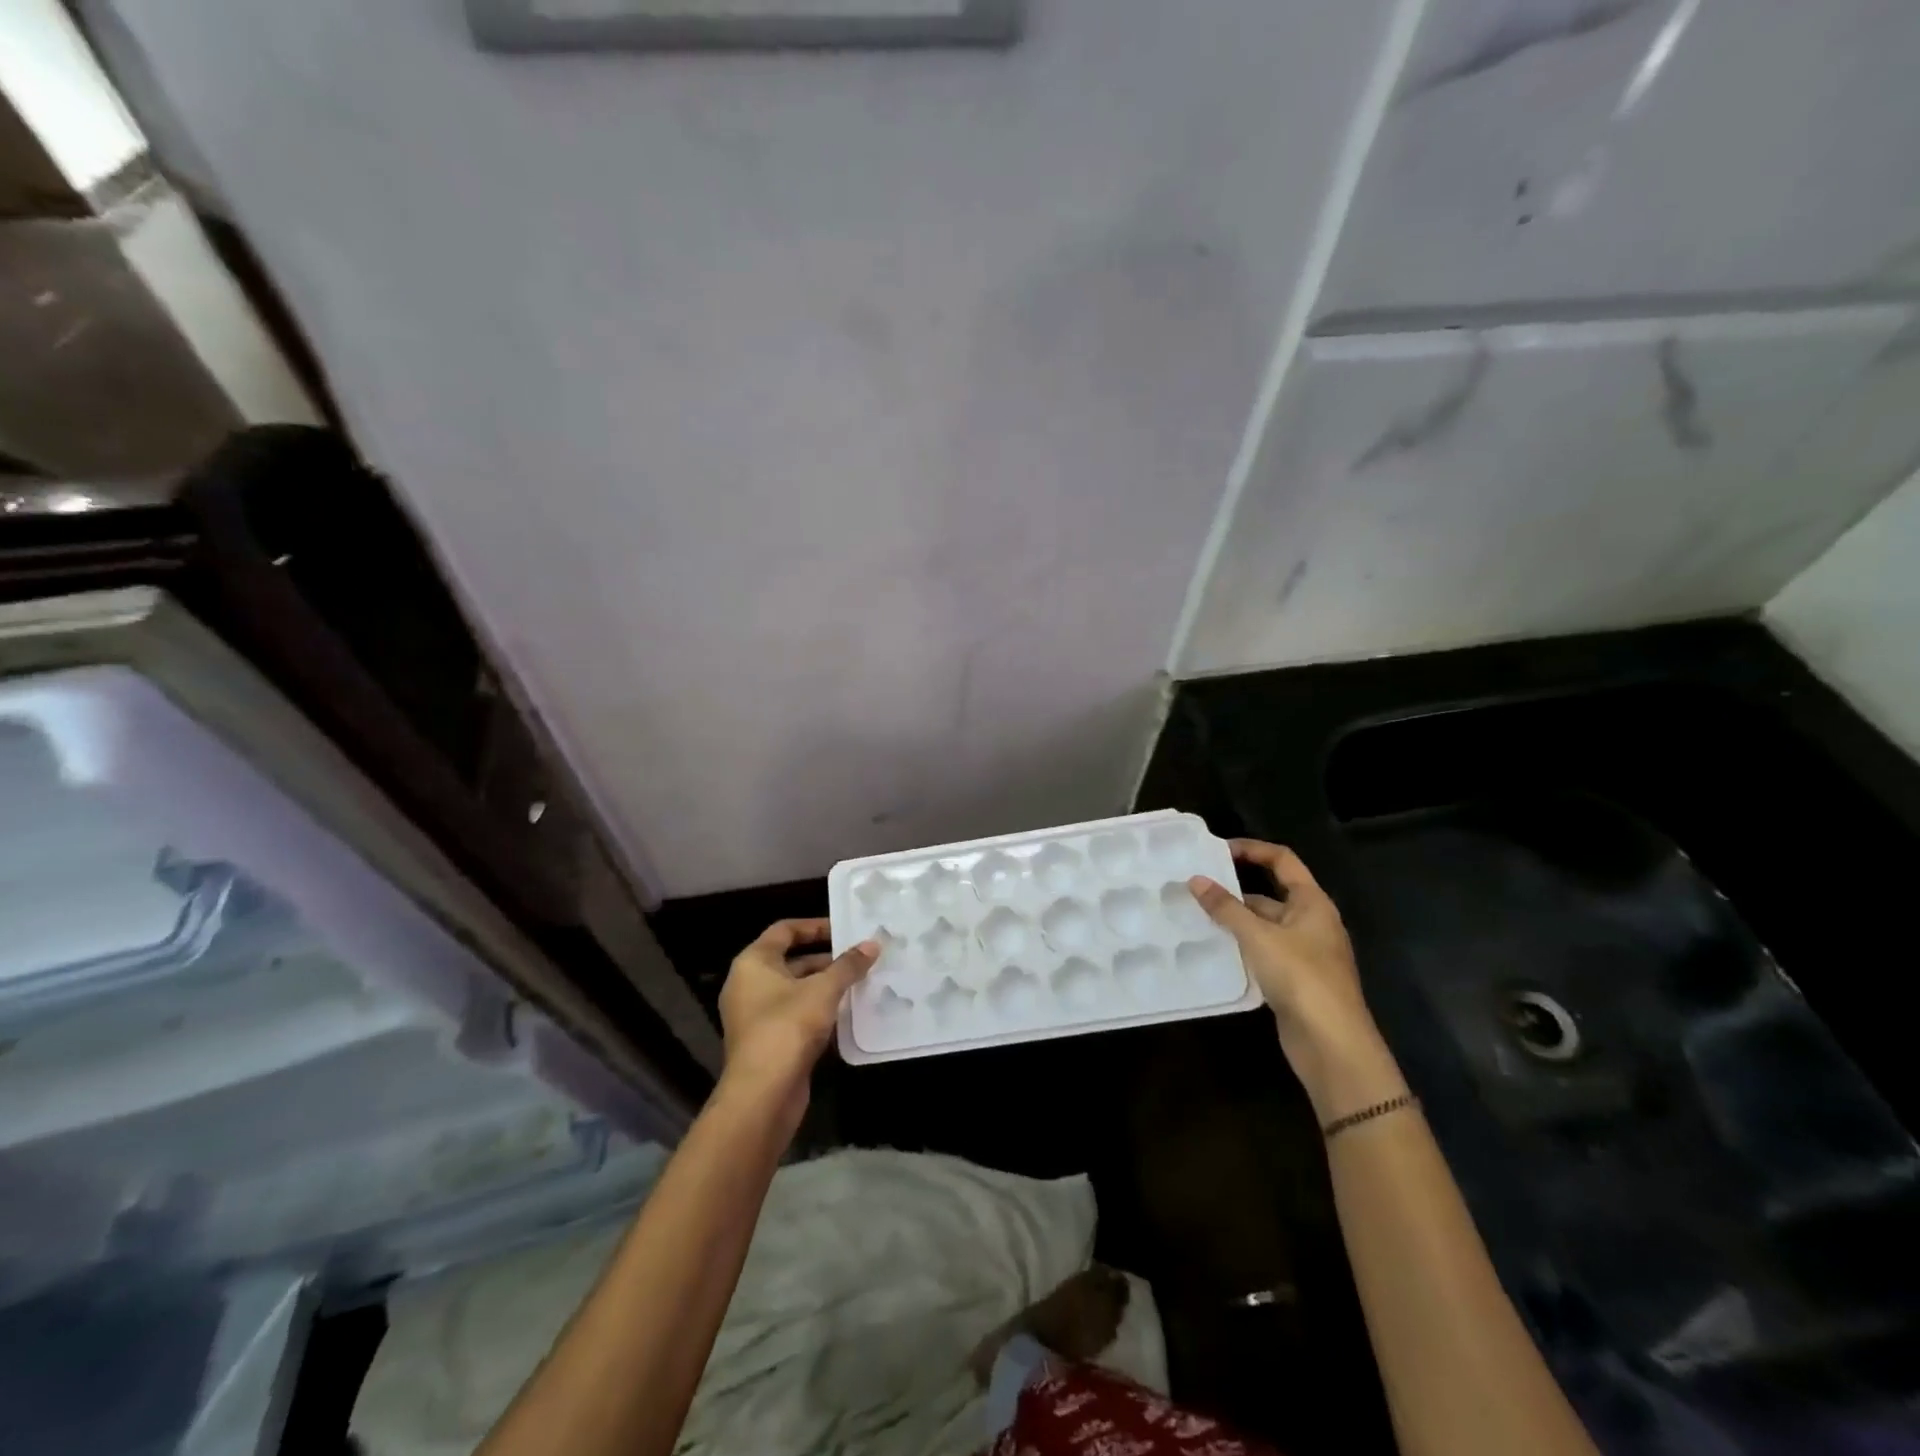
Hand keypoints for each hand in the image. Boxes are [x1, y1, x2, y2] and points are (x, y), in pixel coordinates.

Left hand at [716, 919, 876, 1129]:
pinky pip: (796, 1014)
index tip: (845, 931)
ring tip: (861, 982)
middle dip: (827, 959)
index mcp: (753, 963)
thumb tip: (873, 943)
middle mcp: (749, 984)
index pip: (784, 930)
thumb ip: (848, 965)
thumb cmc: (787, 1027)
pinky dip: (819, 1010)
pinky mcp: (768, 1041)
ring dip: (825, 986)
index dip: (815, 926)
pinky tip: (848, 1013)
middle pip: (791, 960)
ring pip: (796, 990)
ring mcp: (756, 1015)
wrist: (763, 1094)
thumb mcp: (823, 990)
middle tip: (860, 958)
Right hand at [1189, 841, 1402, 1118]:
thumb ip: (1226, 908)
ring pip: (1264, 925)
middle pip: (1271, 893)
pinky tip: (1213, 949)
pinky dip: (1240, 946)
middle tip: (1196, 887)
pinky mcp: (1294, 979)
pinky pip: (1262, 951)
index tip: (1216, 851)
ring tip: (1195, 916)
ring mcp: (1304, 952)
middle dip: (1235, 890)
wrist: (1332, 1044)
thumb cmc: (1301, 977)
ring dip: (1234, 921)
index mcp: (1312, 903)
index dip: (1252, 849)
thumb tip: (1196, 880)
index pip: (1282, 860)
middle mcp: (1311, 922)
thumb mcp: (1258, 936)